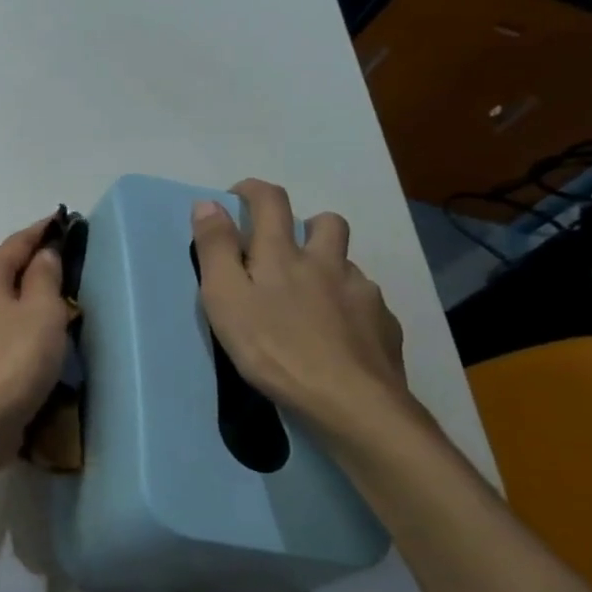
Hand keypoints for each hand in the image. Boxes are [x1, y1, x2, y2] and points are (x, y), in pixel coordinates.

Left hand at [0, 217, 71, 472]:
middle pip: (4, 270)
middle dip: (33, 263)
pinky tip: (33, 336)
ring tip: (56, 300)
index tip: (63, 220)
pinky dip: (17, 323)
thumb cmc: (12, 362)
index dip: (41, 230)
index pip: (16, 242)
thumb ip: (45, 277)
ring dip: (24, 296)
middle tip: (67, 262)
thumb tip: (44, 252)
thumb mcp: (42, 313)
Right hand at [191, 179, 414, 444]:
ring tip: (310, 297)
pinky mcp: (383, 325)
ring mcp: (362, 293)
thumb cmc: (272, 348)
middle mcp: (327, 263)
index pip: (271, 202)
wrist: (349, 400)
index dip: (253, 191)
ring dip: (328, 267)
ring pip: (347, 264)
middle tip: (284, 249)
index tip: (237, 196)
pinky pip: (366, 302)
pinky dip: (348, 306)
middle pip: (326, 223)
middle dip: (305, 223)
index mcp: (283, 255)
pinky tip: (337, 333)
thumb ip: (216, 249)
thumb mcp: (225, 298)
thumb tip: (208, 204)